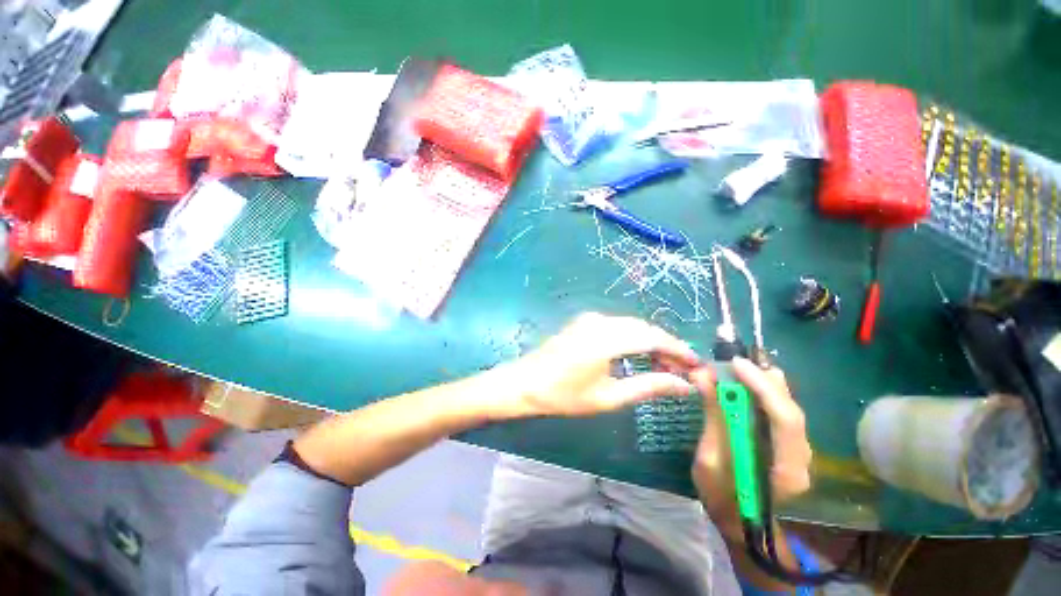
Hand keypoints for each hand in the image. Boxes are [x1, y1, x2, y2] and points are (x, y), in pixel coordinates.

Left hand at [502, 312, 700, 417]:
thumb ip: (648, 387)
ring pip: (632, 325)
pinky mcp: (585, 322)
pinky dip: (634, 338)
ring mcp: (591, 319)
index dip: (679, 349)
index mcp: (606, 339)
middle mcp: (601, 321)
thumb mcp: (608, 397)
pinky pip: (618, 325)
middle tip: (683, 370)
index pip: (653, 337)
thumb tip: (684, 386)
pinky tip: (640, 355)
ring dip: (651, 342)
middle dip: (667, 346)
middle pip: (644, 328)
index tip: (697, 365)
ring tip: (665, 366)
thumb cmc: (564, 396)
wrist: (526, 383)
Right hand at [689, 358, 811, 537]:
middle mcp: (801, 456)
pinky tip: (742, 385)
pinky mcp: (788, 443)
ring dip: (761, 382)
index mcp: (786, 469)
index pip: (785, 420)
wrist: (741, 523)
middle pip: (790, 408)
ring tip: (734, 369)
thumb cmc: (721, 497)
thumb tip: (703, 378)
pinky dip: (760, 392)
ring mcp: (797, 450)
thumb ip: (712, 418)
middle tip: (730, 363)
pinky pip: (778, 410)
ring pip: (787, 406)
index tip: (734, 364)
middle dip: (761, 379)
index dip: (762, 387)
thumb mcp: (709, 459)